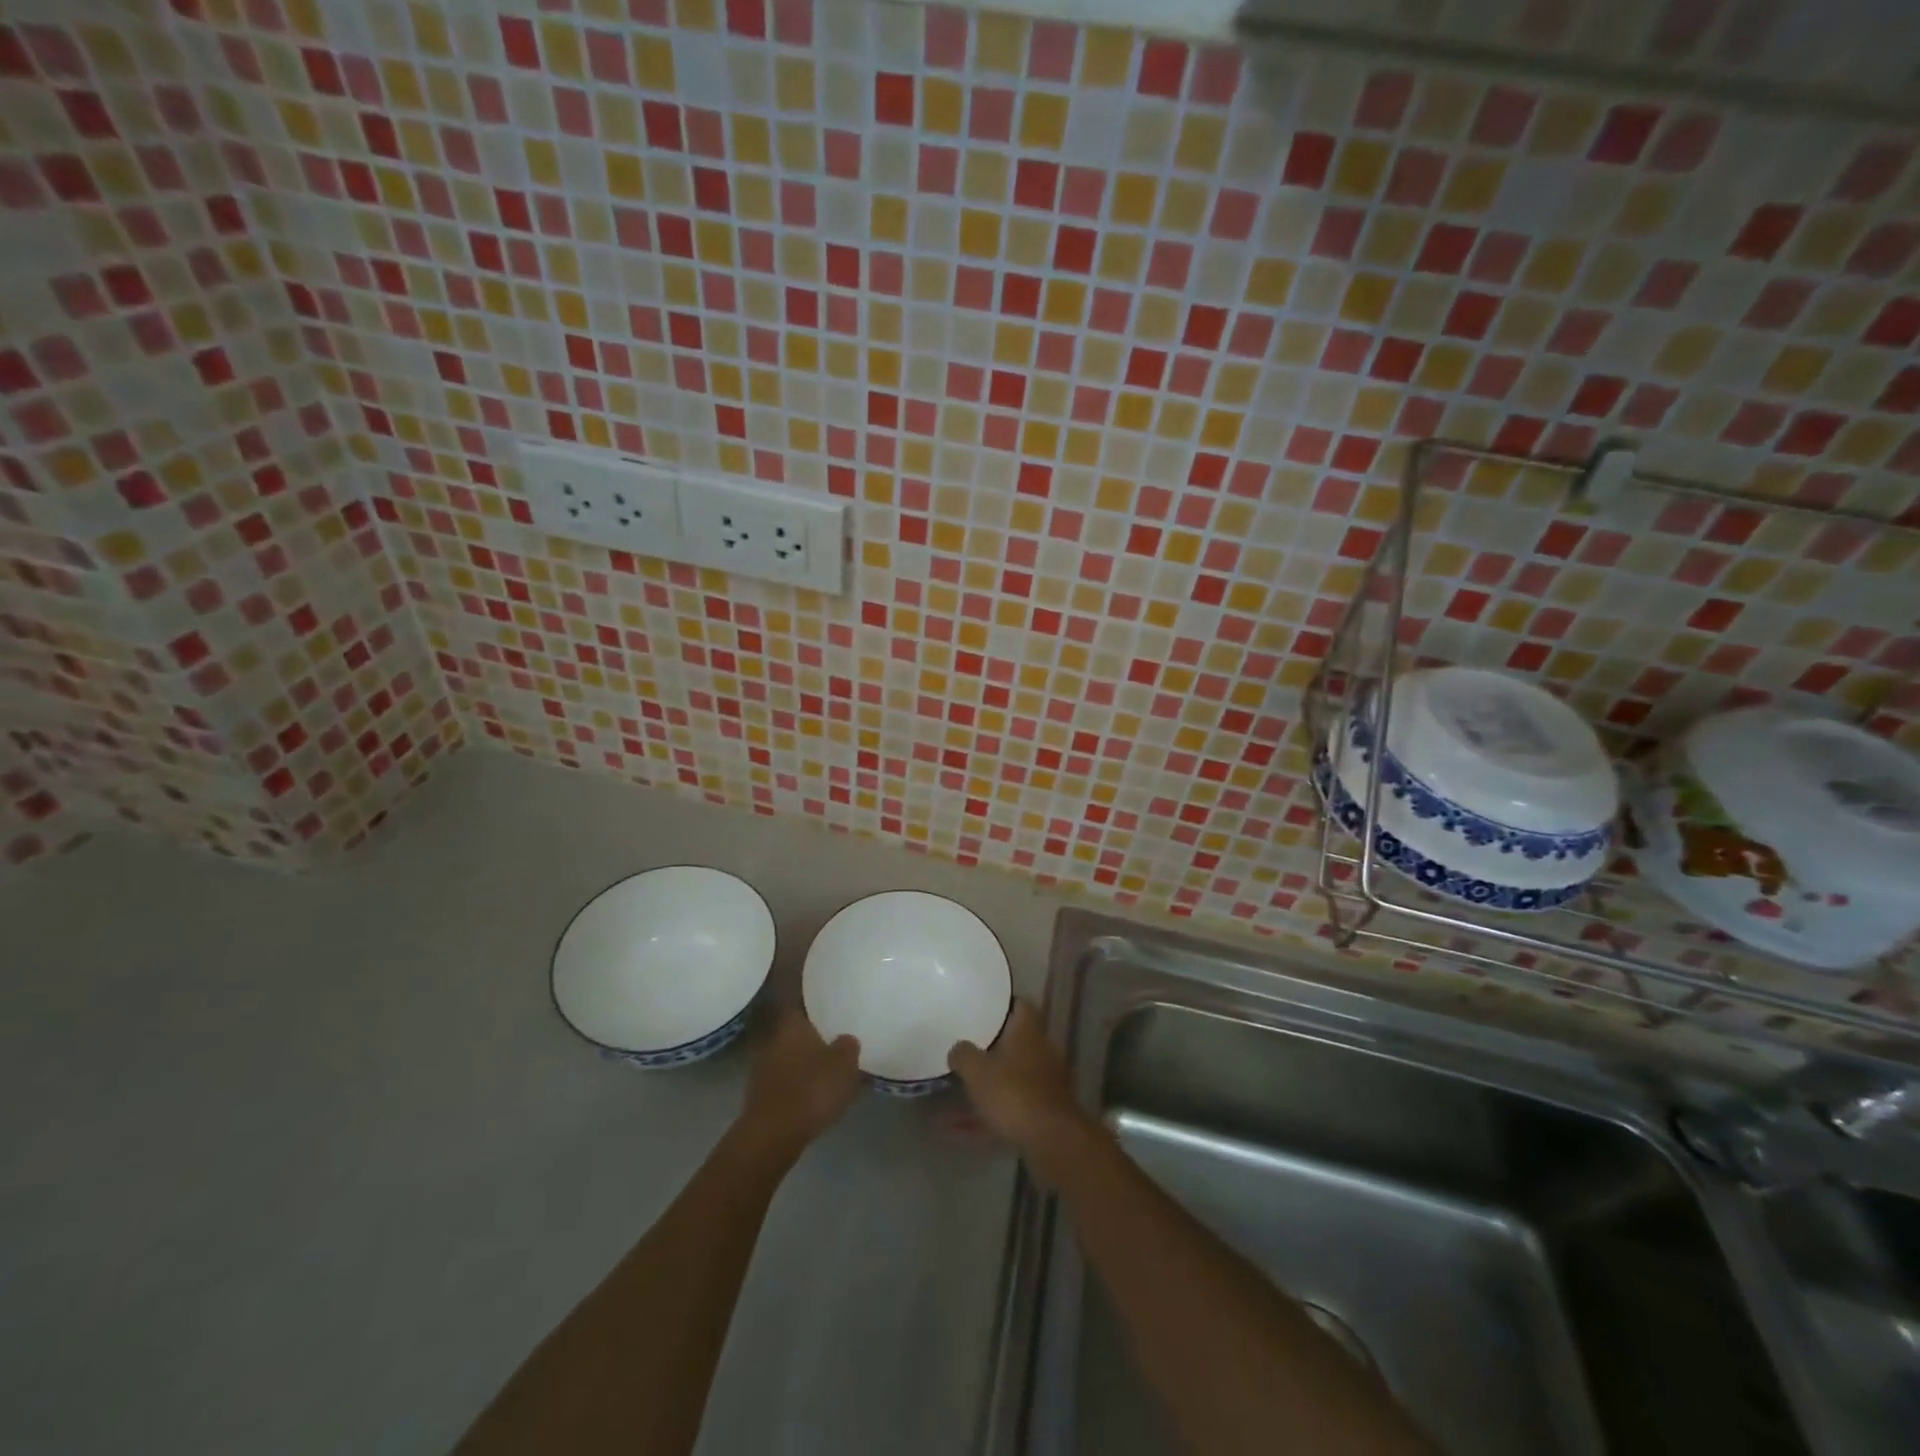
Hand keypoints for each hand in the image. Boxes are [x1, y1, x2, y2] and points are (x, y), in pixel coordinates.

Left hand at [739, 1006, 861, 1156]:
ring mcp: (762, 1066)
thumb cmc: (811, 1089)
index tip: (826, 998)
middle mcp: (772, 1038)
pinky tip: (811, 1089)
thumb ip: (848, 1046)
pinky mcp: (760, 1093)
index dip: (812, 997)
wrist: (772, 1135)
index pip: (799, 998)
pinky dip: (796, 1080)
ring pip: (787, 1053)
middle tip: (830, 1032)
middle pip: (793, 1028)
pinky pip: (783, 1077)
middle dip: (809, 1031)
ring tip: (824, 1062)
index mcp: (791, 1023)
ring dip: (802, 1057)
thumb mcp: (844, 1064)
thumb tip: (846, 1038)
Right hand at [948, 1000, 1082, 1152]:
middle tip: (966, 1053)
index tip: (984, 1009)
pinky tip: (959, 1134)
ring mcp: (1046, 1084)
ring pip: (1010, 1081)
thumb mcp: (978, 1071)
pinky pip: (1010, 1110)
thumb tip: (958, 1048)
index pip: (1021, 1005)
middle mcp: (1042, 1052)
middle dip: (991, 1050)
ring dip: (985, 1090)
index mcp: (1028, 1032)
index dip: (1004, 1005)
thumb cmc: (1013, 1093)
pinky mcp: (1044, 1114)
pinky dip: (987, 1118)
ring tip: (950, 1102)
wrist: (1052, 1141)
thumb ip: (964, 1055)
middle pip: (1016, 1044)